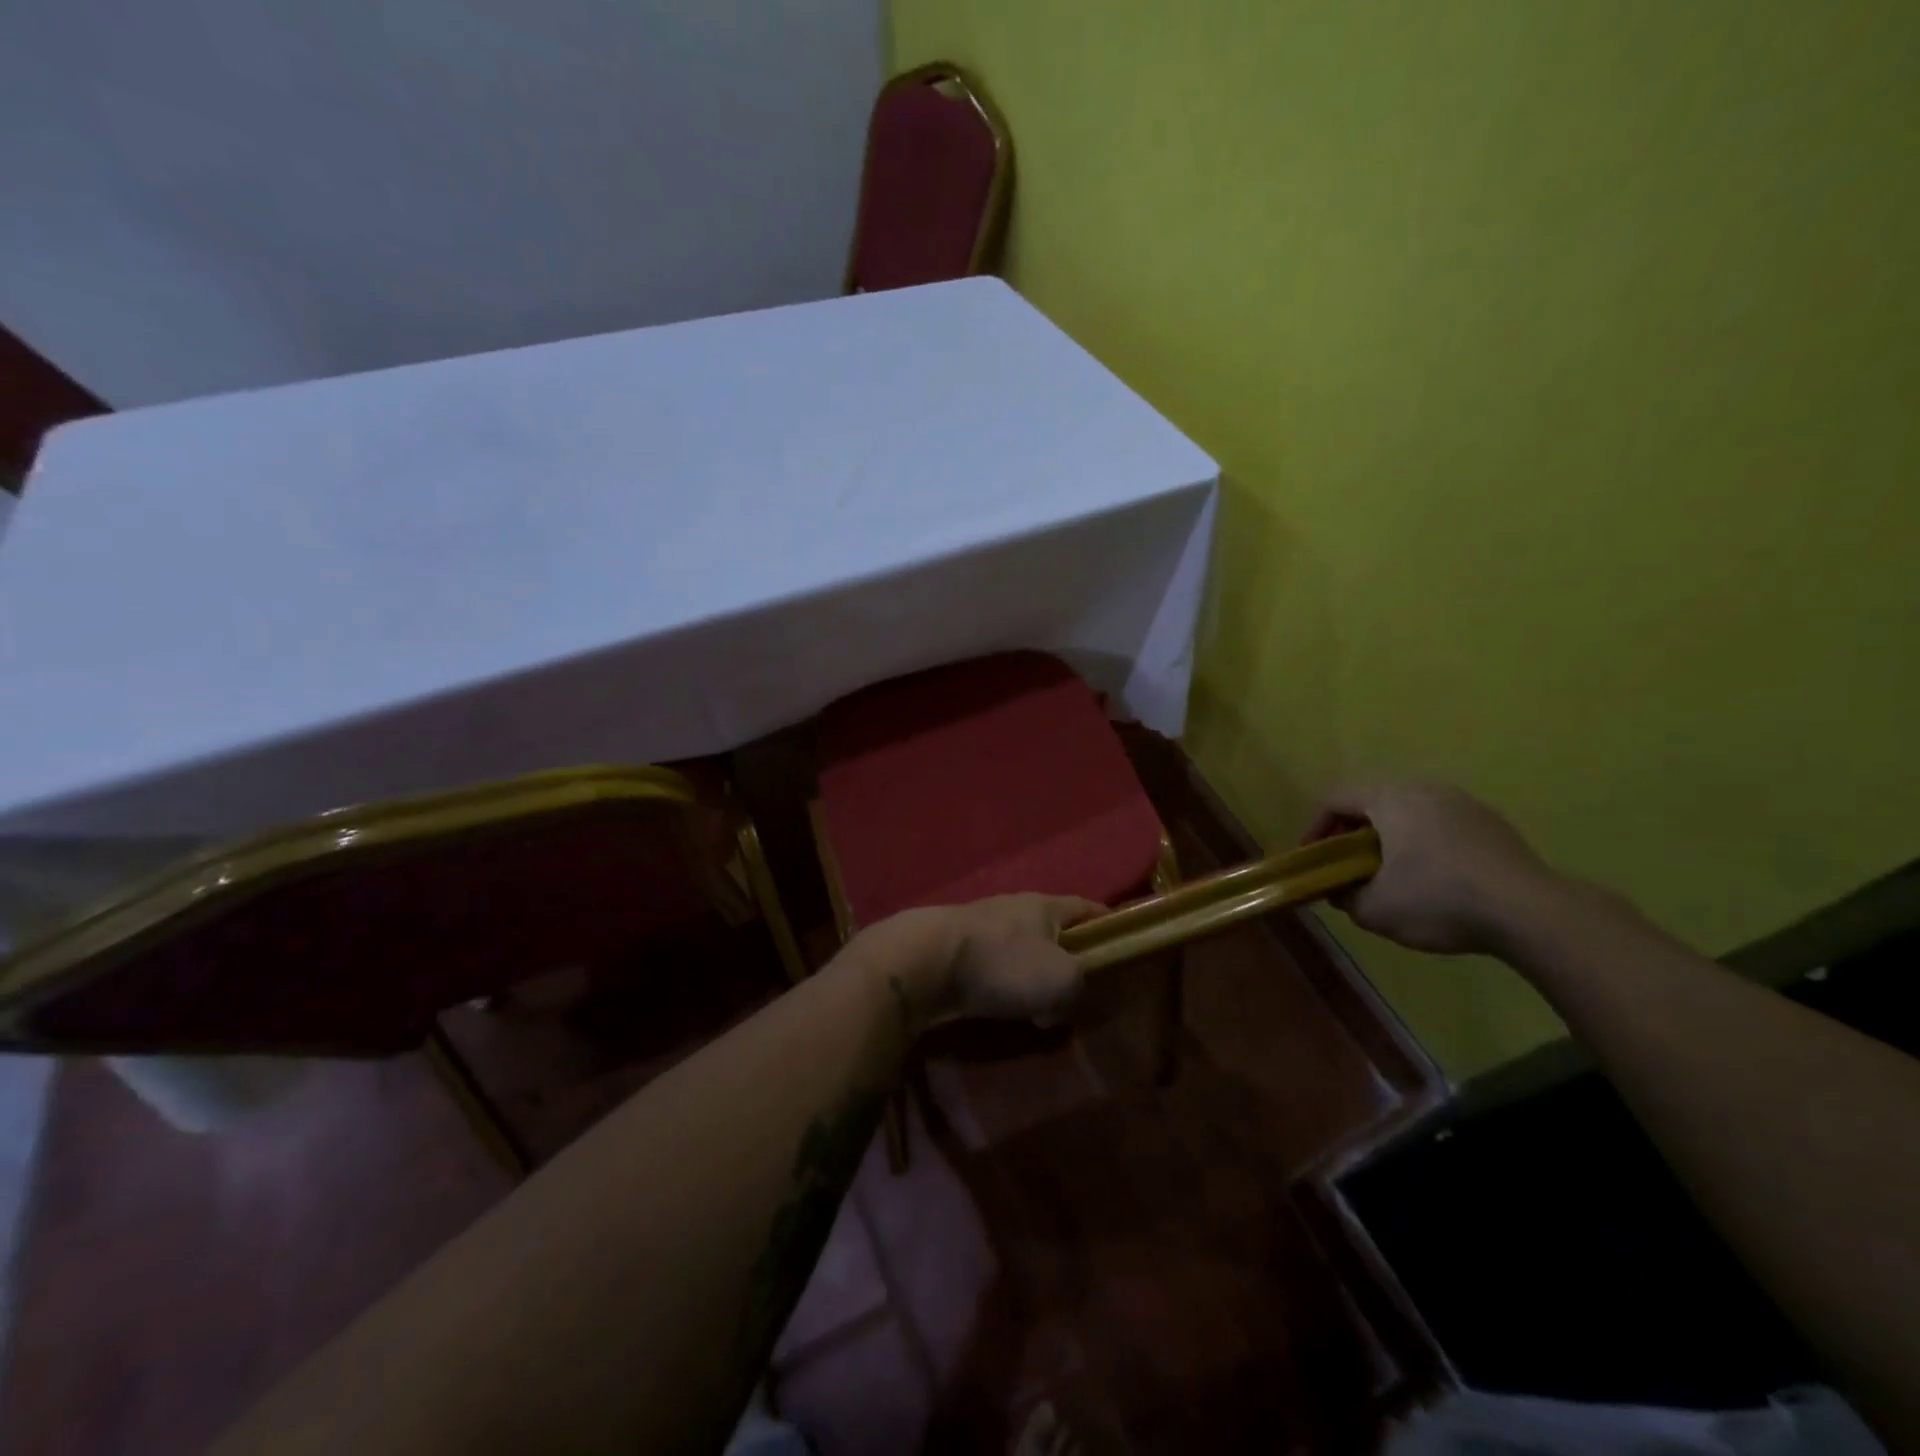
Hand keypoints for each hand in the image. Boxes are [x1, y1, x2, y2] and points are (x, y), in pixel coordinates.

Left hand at [858, 894, 1103, 1027]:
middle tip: (1082, 989)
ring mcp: (980, 927)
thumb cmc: (1003, 964)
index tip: (1122, 942)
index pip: (1086, 907)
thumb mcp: (1062, 979)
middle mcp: (1013, 908)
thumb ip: (1079, 985)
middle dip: (1066, 956)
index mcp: (1044, 905)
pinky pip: (993, 969)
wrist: (925, 963)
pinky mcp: (955, 951)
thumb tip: (1064, 999)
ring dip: (1032, 975)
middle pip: (1051, 930)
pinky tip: (1004, 1010)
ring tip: (1043, 1007)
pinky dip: (1004, 987)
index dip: (1106, 923)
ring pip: (1020, 951)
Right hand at [1306, 781, 1561, 954]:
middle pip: (1371, 800)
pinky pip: (1439, 824)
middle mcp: (1424, 788)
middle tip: (1347, 866)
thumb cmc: (1438, 900)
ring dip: (1388, 838)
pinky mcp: (1491, 824)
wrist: (1531, 913)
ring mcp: (1463, 803)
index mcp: (1389, 797)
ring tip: (1388, 874)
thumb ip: (1344, 896)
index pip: (1333, 798)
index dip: (1314, 829)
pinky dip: (1422, 844)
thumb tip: (1340, 891)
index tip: (1314, 862)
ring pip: (1407, 811)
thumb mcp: (1374, 910)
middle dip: (1351, 833)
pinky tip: (1432, 880)